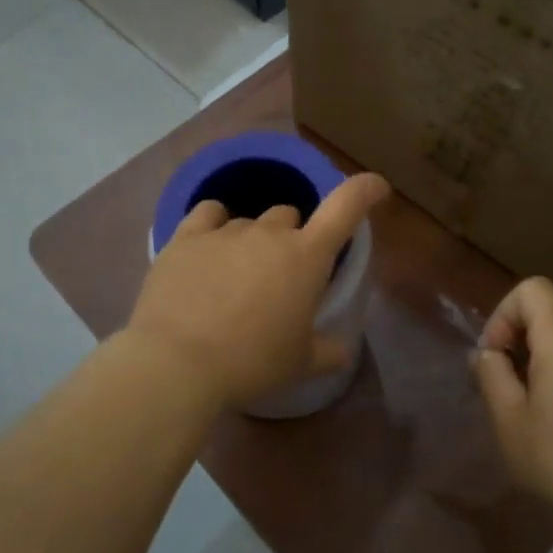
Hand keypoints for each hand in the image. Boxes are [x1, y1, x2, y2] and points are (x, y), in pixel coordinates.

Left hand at [124, 172, 389, 407]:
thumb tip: (344, 348)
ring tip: (237, 277)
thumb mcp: (300, 364)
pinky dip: (215, 224)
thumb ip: (329, 351)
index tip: (376, 187)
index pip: (345, 207)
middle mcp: (269, 233)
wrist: (177, 363)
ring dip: (252, 240)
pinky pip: (209, 213)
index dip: (364, 190)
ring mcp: (225, 231)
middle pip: (289, 216)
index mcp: (306, 258)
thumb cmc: (251, 363)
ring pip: (249, 220)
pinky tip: (209, 248)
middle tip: (280, 276)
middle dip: (291, 239)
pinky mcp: (185, 237)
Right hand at [473, 276, 552, 523]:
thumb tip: (487, 355)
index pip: (531, 289)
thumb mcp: (507, 418)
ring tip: (530, 402)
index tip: (495, 358)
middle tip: (506, 381)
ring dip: (542, 355)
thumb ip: (490, 374)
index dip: (504, 315)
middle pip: (551, 309)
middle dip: (520, 335)